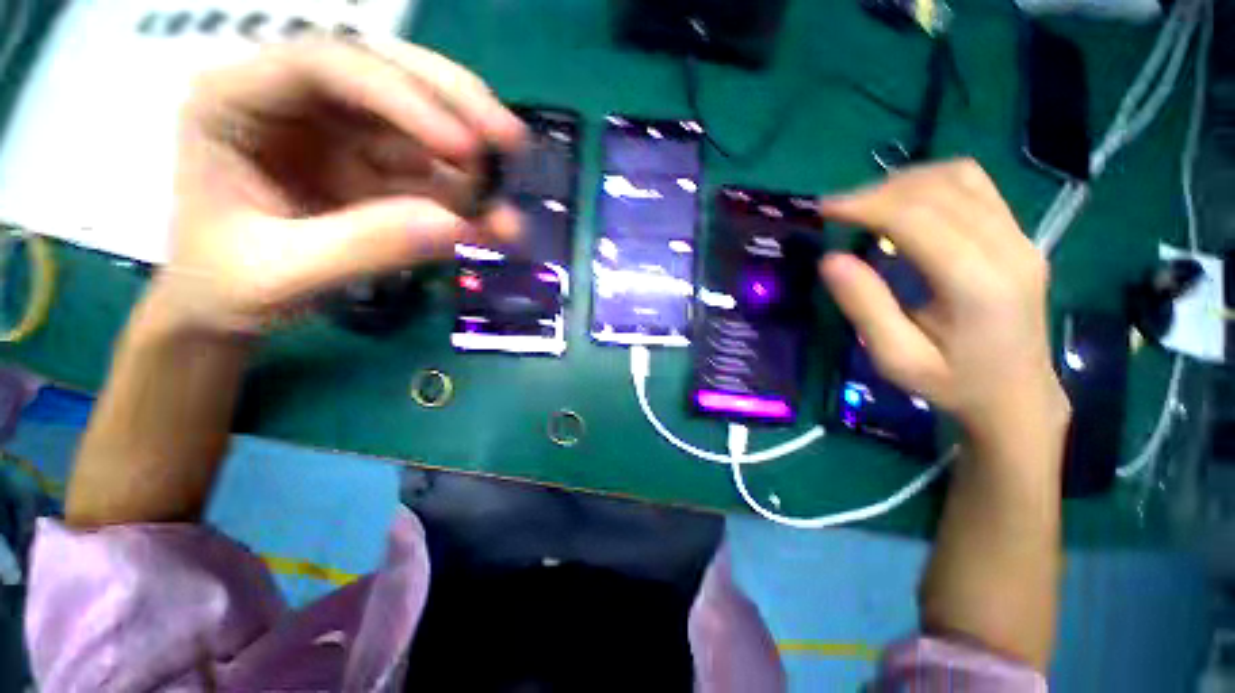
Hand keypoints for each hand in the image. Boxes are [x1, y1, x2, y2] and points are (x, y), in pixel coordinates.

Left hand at [158, 36, 524, 335]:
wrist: (229, 307)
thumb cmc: (228, 287)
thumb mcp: (281, 275)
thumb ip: (365, 246)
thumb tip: (459, 227)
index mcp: (237, 101)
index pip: (327, 65)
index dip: (404, 97)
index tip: (465, 149)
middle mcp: (296, 102)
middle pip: (388, 73)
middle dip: (456, 106)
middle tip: (513, 143)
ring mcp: (342, 134)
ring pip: (422, 122)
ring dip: (472, 162)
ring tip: (506, 205)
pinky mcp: (376, 170)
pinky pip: (433, 173)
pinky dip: (468, 199)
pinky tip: (494, 223)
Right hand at [820, 159, 1068, 453]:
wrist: (1018, 397)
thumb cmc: (952, 384)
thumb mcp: (896, 359)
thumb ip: (865, 307)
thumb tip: (830, 259)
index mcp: (977, 284)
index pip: (917, 218)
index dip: (866, 205)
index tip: (825, 209)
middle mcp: (1008, 248)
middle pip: (938, 190)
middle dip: (878, 192)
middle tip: (838, 211)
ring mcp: (1020, 237)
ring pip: (960, 178)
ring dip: (905, 182)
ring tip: (868, 205)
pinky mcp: (1019, 236)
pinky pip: (975, 187)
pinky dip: (932, 184)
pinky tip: (906, 204)